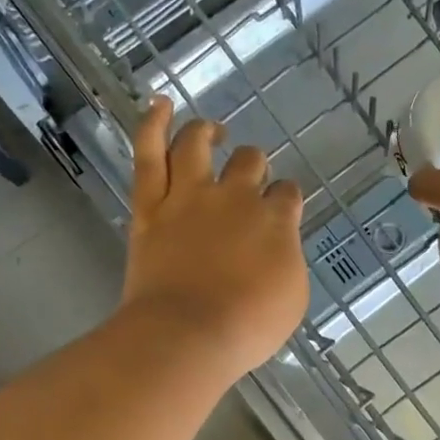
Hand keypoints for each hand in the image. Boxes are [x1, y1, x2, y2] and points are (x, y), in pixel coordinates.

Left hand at [120, 99, 308, 375]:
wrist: (189, 335)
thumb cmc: (247, 327)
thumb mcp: (291, 299)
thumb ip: (286, 261)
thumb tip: (278, 246)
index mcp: (275, 220)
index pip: (287, 193)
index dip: (284, 198)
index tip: (279, 209)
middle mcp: (236, 196)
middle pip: (250, 162)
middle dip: (253, 166)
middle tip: (247, 180)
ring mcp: (190, 195)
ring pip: (199, 145)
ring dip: (206, 133)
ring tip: (210, 131)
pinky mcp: (152, 205)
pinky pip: (149, 154)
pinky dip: (153, 124)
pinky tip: (160, 104)